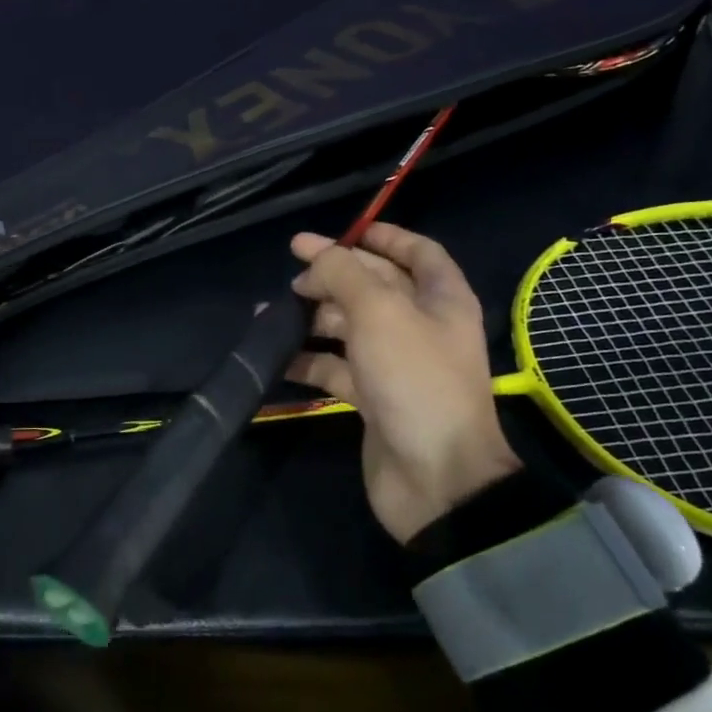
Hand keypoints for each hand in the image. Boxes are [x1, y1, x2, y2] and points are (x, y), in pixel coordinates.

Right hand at [287, 223, 520, 542]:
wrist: (436, 478)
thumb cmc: (414, 378)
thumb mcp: (378, 311)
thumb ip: (343, 273)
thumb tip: (313, 252)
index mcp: (440, 299)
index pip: (417, 252)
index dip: (382, 236)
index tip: (340, 232)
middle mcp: (421, 326)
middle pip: (374, 287)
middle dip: (334, 277)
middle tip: (293, 278)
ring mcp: (396, 364)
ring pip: (350, 326)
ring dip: (313, 318)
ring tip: (272, 317)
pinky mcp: (374, 397)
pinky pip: (336, 367)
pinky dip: (309, 359)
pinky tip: (278, 357)